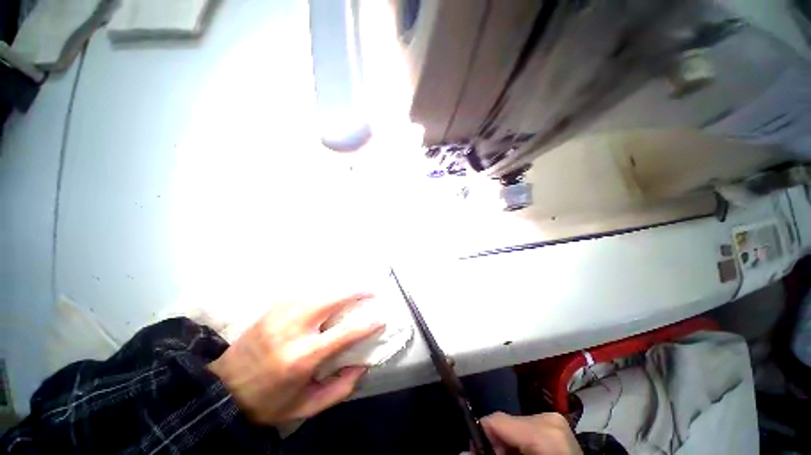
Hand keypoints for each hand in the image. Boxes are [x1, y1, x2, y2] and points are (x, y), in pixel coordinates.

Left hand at [208, 293, 383, 425]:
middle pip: (331, 299)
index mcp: (302, 358)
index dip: (367, 323)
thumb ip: (340, 388)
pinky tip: (331, 289)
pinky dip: (322, 287)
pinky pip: (304, 290)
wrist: (222, 391)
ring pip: (318, 289)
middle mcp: (292, 330)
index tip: (381, 317)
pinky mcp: (272, 308)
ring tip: (355, 288)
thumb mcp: (306, 407)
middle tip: (371, 291)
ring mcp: (280, 314)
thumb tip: (364, 364)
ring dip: (341, 286)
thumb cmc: (268, 403)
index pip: (345, 333)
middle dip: (356, 292)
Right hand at [481, 412, 582, 454]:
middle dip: (498, 442)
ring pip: (515, 423)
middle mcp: (549, 417)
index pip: (496, 420)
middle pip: (506, 421)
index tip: (479, 452)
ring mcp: (555, 419)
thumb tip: (465, 451)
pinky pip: (528, 426)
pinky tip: (526, 453)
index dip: (483, 436)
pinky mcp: (557, 423)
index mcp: (543, 431)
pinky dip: (521, 440)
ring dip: (509, 441)